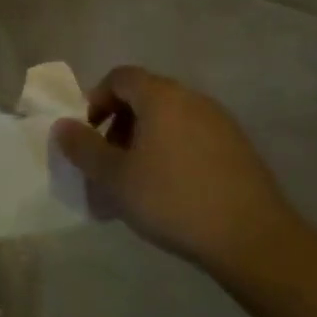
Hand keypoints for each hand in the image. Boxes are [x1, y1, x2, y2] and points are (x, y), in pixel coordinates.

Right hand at [52, 66, 301, 275]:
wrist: (254, 239)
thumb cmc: (173, 199)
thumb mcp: (114, 177)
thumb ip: (83, 148)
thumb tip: (62, 126)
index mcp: (161, 96)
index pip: (120, 77)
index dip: (96, 100)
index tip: (88, 134)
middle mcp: (192, 99)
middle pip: (145, 98)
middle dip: (119, 125)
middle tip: (109, 162)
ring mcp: (221, 123)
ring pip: (170, 120)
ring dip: (145, 142)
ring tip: (137, 182)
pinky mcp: (240, 150)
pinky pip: (193, 139)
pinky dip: (173, 154)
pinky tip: (171, 192)